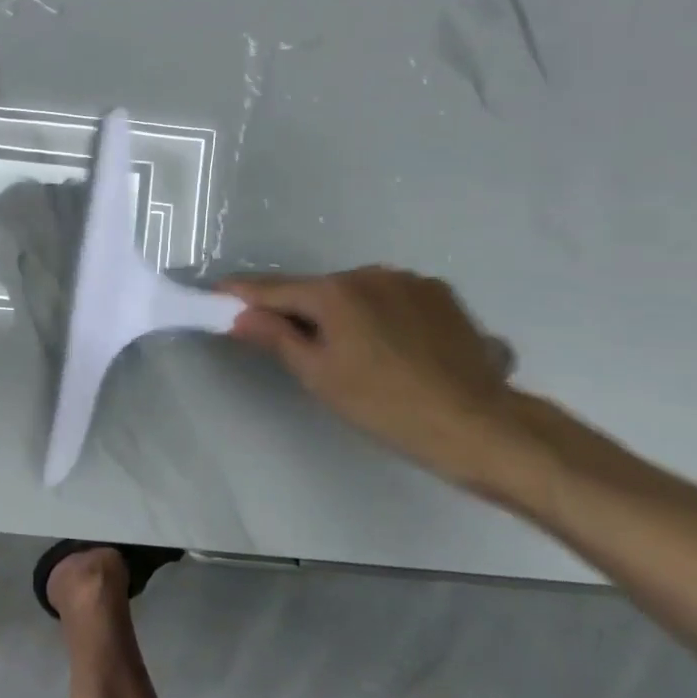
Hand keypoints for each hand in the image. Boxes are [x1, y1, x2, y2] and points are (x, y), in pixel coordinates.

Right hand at [224, 266, 521, 491]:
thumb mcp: (320, 377)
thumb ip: (277, 337)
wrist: (478, 424)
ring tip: (362, 356)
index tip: (219, 293)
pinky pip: (395, 300)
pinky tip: (399, 351)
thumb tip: (240, 315)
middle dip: (304, 311)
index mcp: (334, 292)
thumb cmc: (385, 406)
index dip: (244, 293)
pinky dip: (385, 317)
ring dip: (349, 314)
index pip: (275, 289)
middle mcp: (370, 273)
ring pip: (360, 294)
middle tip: (300, 346)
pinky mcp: (442, 294)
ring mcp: (410, 280)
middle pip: (321, 291)